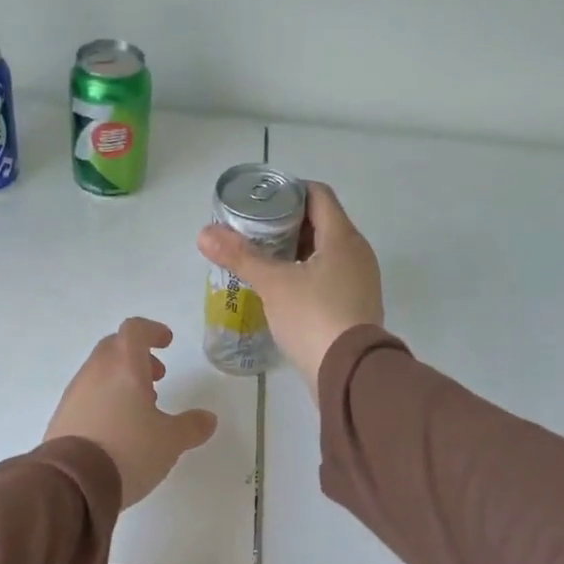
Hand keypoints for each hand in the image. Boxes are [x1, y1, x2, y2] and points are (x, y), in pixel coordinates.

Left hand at [45, 318, 218, 507]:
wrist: (72, 482)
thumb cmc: (128, 451)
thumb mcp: (170, 442)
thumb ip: (191, 427)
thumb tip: (208, 419)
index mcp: (124, 367)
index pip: (135, 330)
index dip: (152, 331)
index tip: (166, 342)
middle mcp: (95, 372)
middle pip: (114, 348)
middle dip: (137, 357)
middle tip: (157, 377)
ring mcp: (74, 394)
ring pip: (99, 372)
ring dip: (121, 380)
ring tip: (140, 409)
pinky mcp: (62, 417)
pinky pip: (87, 396)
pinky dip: (105, 400)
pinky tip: (117, 429)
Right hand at [197, 182, 383, 393]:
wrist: (348, 373)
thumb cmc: (313, 317)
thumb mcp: (273, 284)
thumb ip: (240, 256)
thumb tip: (204, 233)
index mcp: (343, 237)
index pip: (318, 195)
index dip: (289, 191)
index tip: (261, 201)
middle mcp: (357, 253)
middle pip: (322, 224)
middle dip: (287, 224)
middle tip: (254, 232)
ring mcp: (360, 282)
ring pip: (325, 254)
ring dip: (295, 252)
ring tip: (263, 260)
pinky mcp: (355, 307)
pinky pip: (329, 279)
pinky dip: (306, 276)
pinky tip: (282, 290)